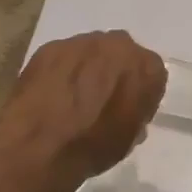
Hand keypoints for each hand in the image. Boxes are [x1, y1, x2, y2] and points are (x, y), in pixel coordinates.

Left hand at [0, 31, 166, 191]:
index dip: (141, 92)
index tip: (130, 108)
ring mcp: (81, 42)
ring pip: (91, 52)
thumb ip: (136, 112)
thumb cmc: (93, 147)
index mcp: (146, 67)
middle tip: (102, 99)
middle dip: (115, 72)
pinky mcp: (50, 47)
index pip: (152, 73)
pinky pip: (64, 57)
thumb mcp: (130, 137)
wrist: (39, 148)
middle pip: (121, 55)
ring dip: (87, 69)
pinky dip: (61, 71)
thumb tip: (128, 109)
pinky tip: (52, 94)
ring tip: (73, 97)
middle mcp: (118, 45)